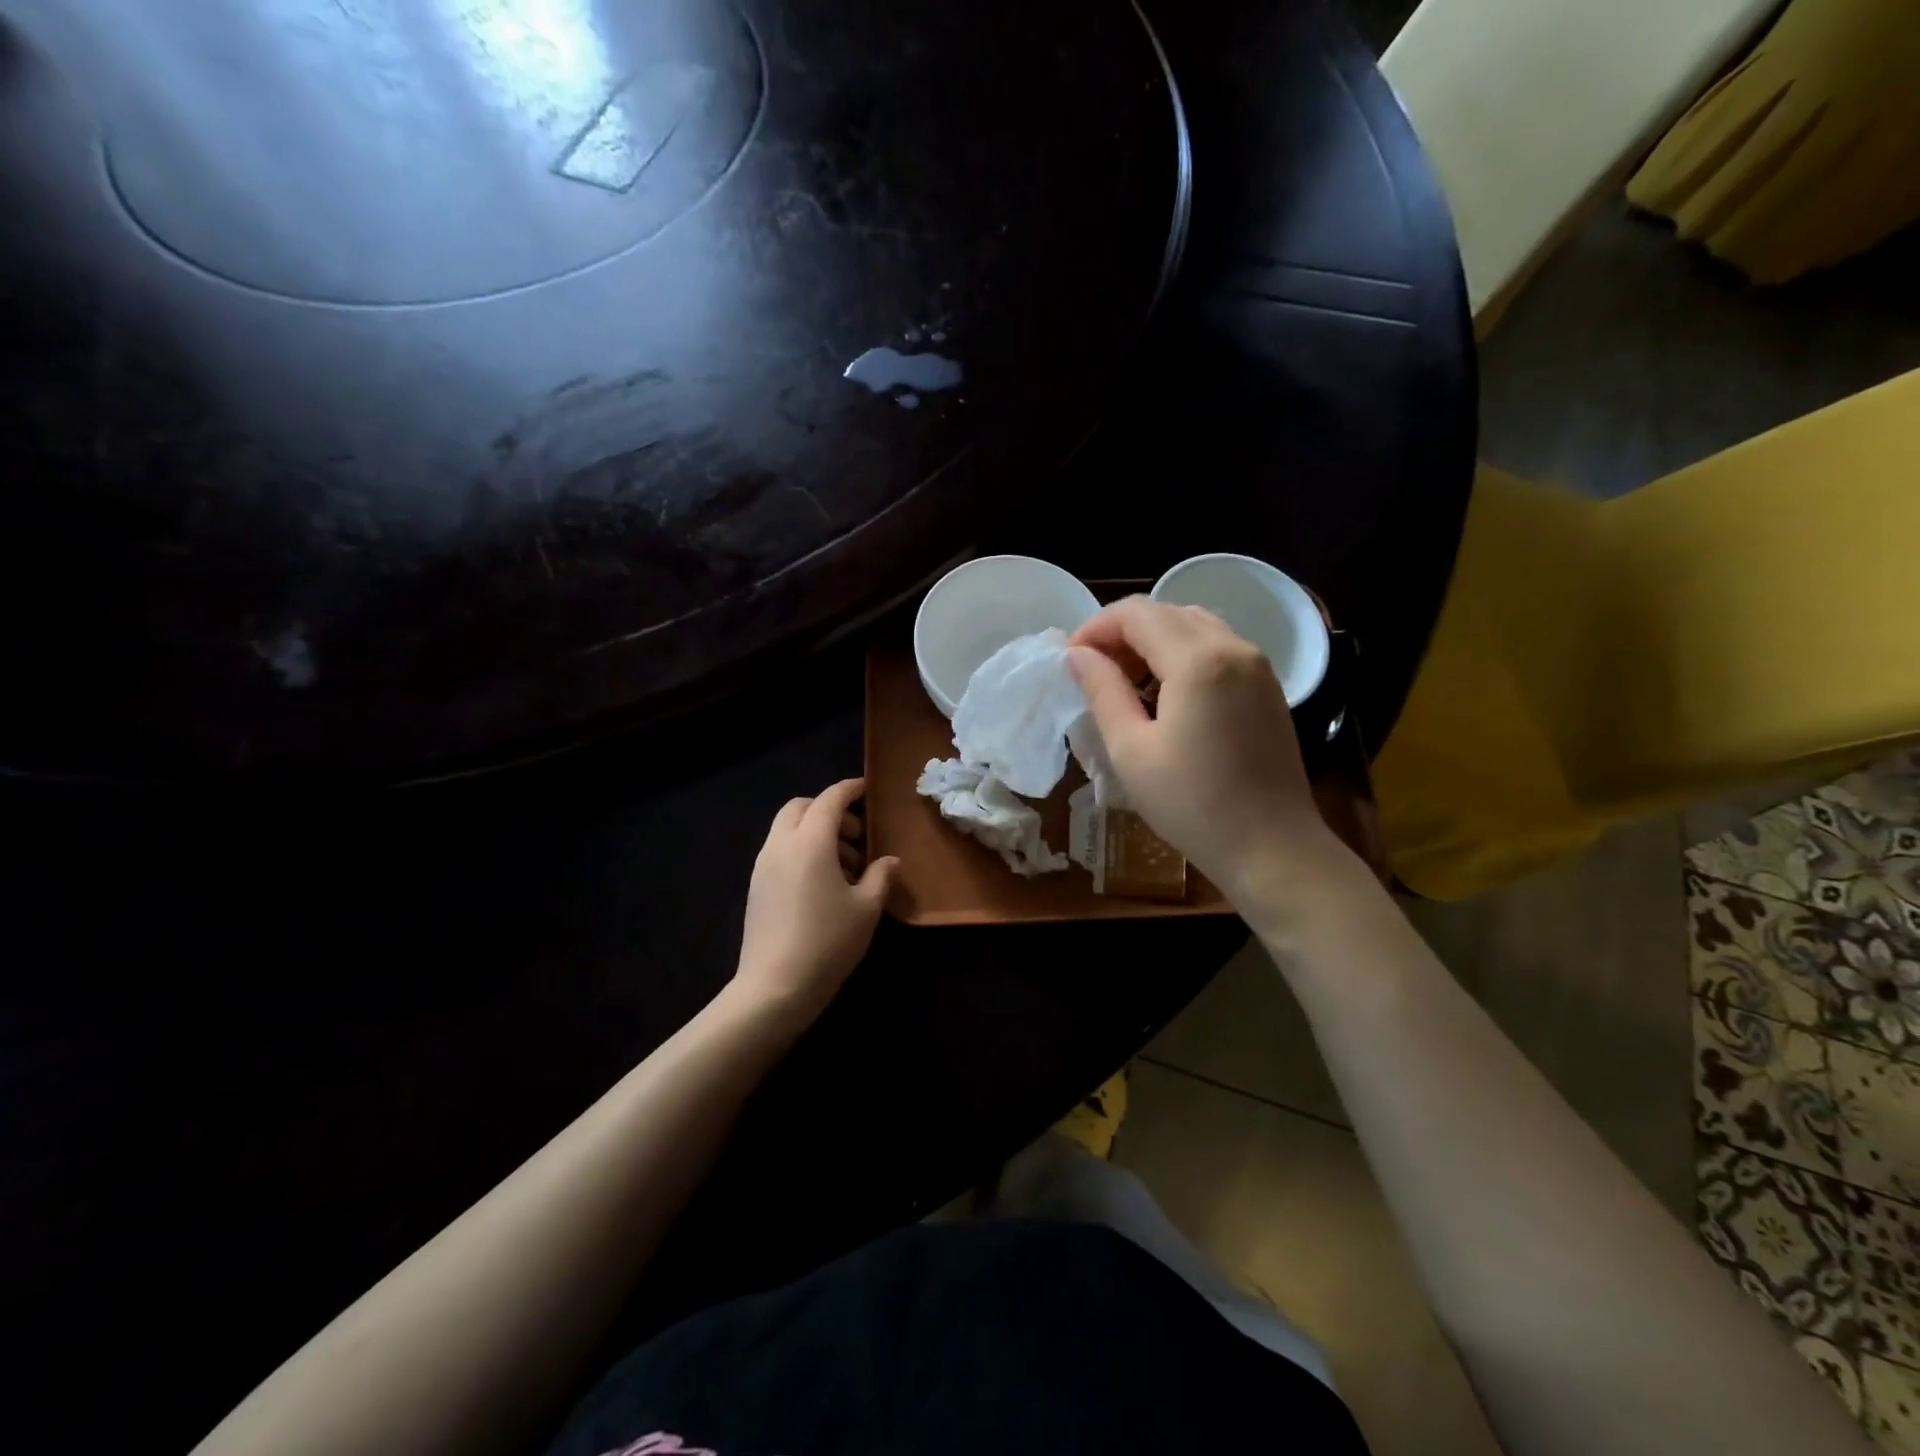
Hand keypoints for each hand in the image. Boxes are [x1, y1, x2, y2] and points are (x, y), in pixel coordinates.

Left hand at [733, 778, 898, 1025]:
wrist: (774, 987)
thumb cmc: (828, 941)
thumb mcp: (867, 908)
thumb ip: (880, 876)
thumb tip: (890, 860)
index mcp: (810, 842)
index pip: (830, 799)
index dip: (850, 790)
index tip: (867, 790)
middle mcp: (781, 845)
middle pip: (801, 808)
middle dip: (829, 811)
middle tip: (856, 836)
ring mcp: (763, 866)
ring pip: (788, 830)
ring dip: (816, 834)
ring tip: (846, 868)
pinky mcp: (756, 887)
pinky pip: (780, 852)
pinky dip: (802, 852)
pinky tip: (823, 885)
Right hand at [1068, 597, 1350, 905]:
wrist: (1271, 847)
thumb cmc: (1191, 804)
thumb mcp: (1131, 749)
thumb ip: (1102, 691)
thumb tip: (1078, 655)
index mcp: (1198, 659)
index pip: (1136, 614)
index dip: (1095, 628)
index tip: (1070, 661)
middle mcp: (1233, 646)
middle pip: (1166, 612)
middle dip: (1121, 632)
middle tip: (1093, 672)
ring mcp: (1258, 664)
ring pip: (1194, 625)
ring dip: (1153, 640)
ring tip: (1126, 682)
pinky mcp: (1268, 686)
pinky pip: (1217, 646)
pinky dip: (1182, 654)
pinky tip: (1165, 694)